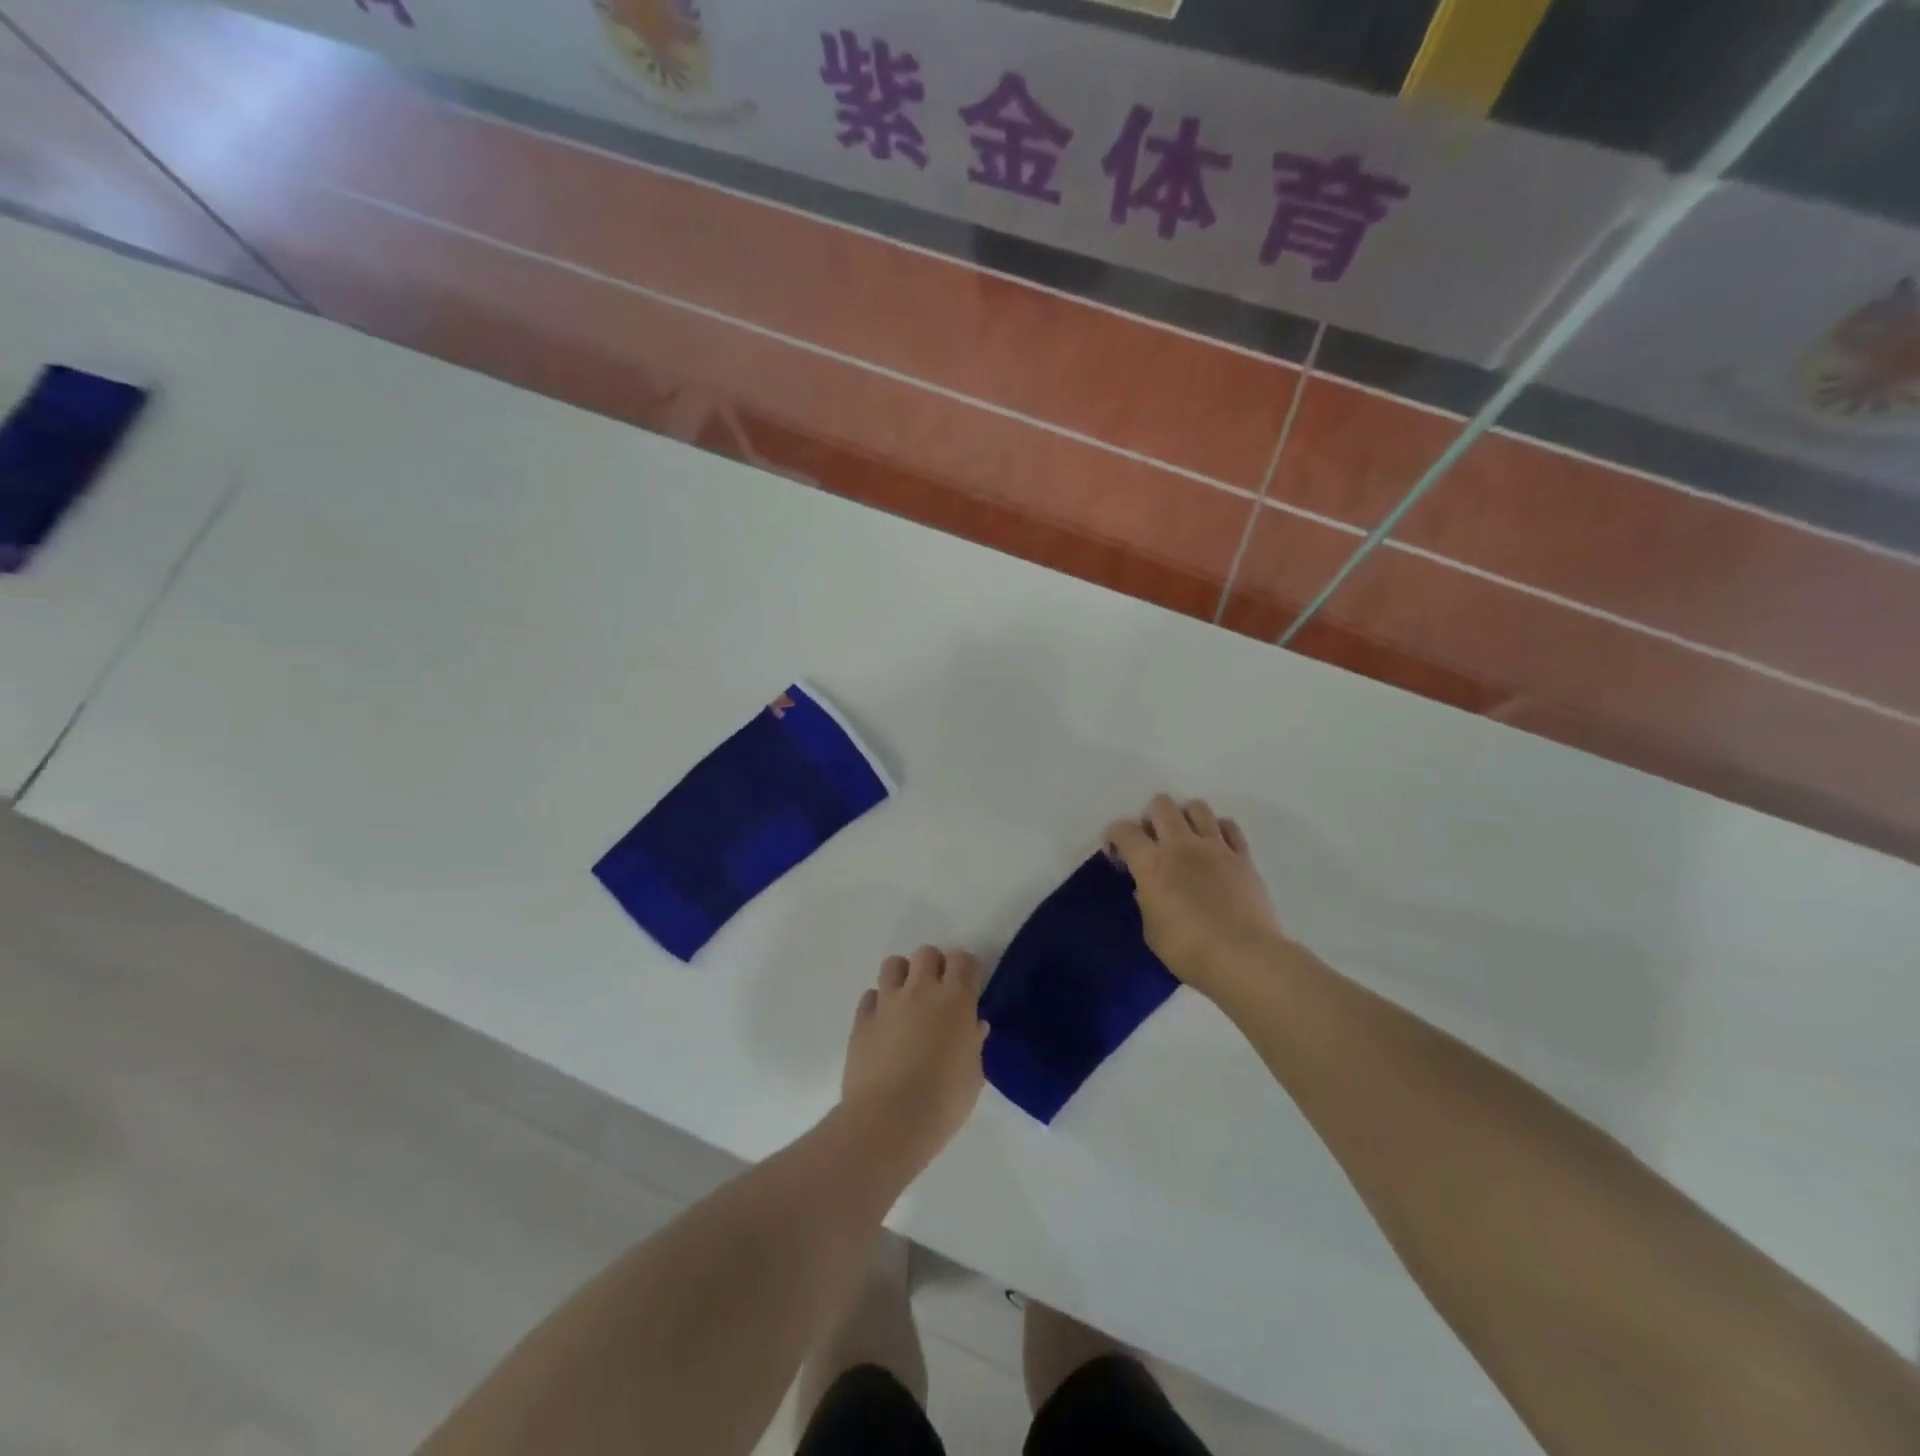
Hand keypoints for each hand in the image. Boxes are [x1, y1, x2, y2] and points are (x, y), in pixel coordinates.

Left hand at [840, 946, 987, 1169]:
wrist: (888, 1121)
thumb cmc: (943, 1102)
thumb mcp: (973, 1076)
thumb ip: (973, 1044)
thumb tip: (974, 1026)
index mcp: (955, 1000)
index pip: (963, 961)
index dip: (966, 968)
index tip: (968, 985)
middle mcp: (921, 990)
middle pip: (927, 953)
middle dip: (935, 965)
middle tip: (938, 992)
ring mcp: (887, 1002)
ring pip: (894, 964)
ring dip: (904, 976)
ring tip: (908, 1000)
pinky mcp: (861, 1019)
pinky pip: (870, 996)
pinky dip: (879, 1003)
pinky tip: (884, 1024)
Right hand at [1103, 794, 1286, 998]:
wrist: (1244, 958)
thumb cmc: (1188, 950)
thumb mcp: (1152, 931)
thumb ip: (1146, 903)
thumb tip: (1147, 890)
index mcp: (1151, 863)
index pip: (1124, 830)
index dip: (1113, 835)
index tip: (1116, 852)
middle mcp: (1181, 845)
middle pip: (1161, 805)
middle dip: (1150, 816)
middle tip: (1151, 840)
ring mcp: (1215, 847)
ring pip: (1197, 807)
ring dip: (1184, 816)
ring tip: (1184, 838)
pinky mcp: (1243, 857)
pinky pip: (1229, 827)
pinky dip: (1217, 829)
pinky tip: (1214, 846)